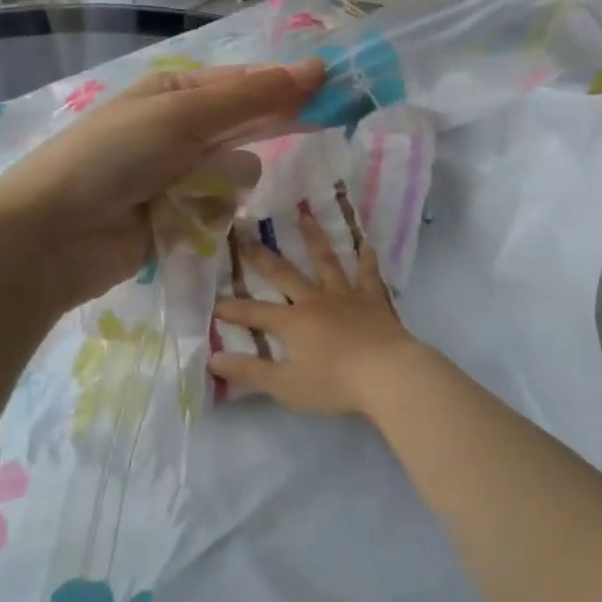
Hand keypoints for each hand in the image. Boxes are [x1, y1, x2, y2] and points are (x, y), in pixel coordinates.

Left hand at [0, 60, 325, 330]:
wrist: (49, 237)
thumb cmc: (113, 157)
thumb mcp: (183, 116)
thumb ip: (252, 97)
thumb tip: (316, 67)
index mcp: (175, 92)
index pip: (246, 82)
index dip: (289, 85)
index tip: (334, 92)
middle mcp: (179, 129)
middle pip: (244, 126)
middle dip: (268, 130)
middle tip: (314, 131)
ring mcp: (177, 176)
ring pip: (236, 172)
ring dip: (226, 181)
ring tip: (195, 191)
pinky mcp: (176, 219)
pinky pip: (218, 209)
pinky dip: (210, 213)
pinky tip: (186, 219)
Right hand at [209, 205, 416, 417]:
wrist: (388, 374)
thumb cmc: (335, 383)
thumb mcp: (286, 386)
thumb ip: (250, 373)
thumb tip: (213, 359)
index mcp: (293, 322)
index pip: (255, 313)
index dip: (233, 309)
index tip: (213, 302)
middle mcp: (315, 300)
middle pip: (284, 274)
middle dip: (262, 256)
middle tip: (246, 234)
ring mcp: (346, 296)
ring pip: (326, 261)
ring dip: (314, 238)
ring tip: (305, 215)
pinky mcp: (373, 300)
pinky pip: (368, 274)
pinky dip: (366, 259)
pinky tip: (367, 244)